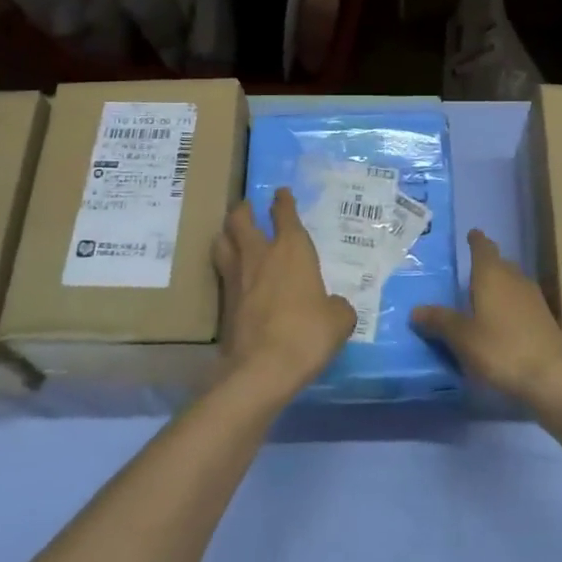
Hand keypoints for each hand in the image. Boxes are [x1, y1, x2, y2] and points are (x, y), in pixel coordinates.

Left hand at [213, 188, 356, 401]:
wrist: (261, 369)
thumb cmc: (307, 334)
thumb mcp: (339, 320)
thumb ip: (337, 306)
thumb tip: (333, 306)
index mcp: (292, 250)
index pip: (285, 214)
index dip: (284, 201)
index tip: (281, 193)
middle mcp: (260, 255)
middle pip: (241, 219)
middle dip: (244, 209)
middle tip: (248, 207)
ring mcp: (236, 277)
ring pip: (223, 241)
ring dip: (227, 233)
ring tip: (233, 235)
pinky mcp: (223, 302)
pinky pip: (222, 272)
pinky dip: (226, 265)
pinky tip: (234, 274)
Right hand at [411, 230, 561, 402]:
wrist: (552, 378)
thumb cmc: (501, 349)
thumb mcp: (462, 337)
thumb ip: (439, 321)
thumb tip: (415, 311)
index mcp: (492, 275)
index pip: (483, 248)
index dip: (476, 240)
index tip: (471, 233)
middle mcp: (514, 279)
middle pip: (499, 264)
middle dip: (485, 264)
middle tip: (467, 270)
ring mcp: (533, 298)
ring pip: (511, 282)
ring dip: (497, 285)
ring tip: (479, 296)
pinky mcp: (543, 319)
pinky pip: (520, 302)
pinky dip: (507, 304)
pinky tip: (498, 321)